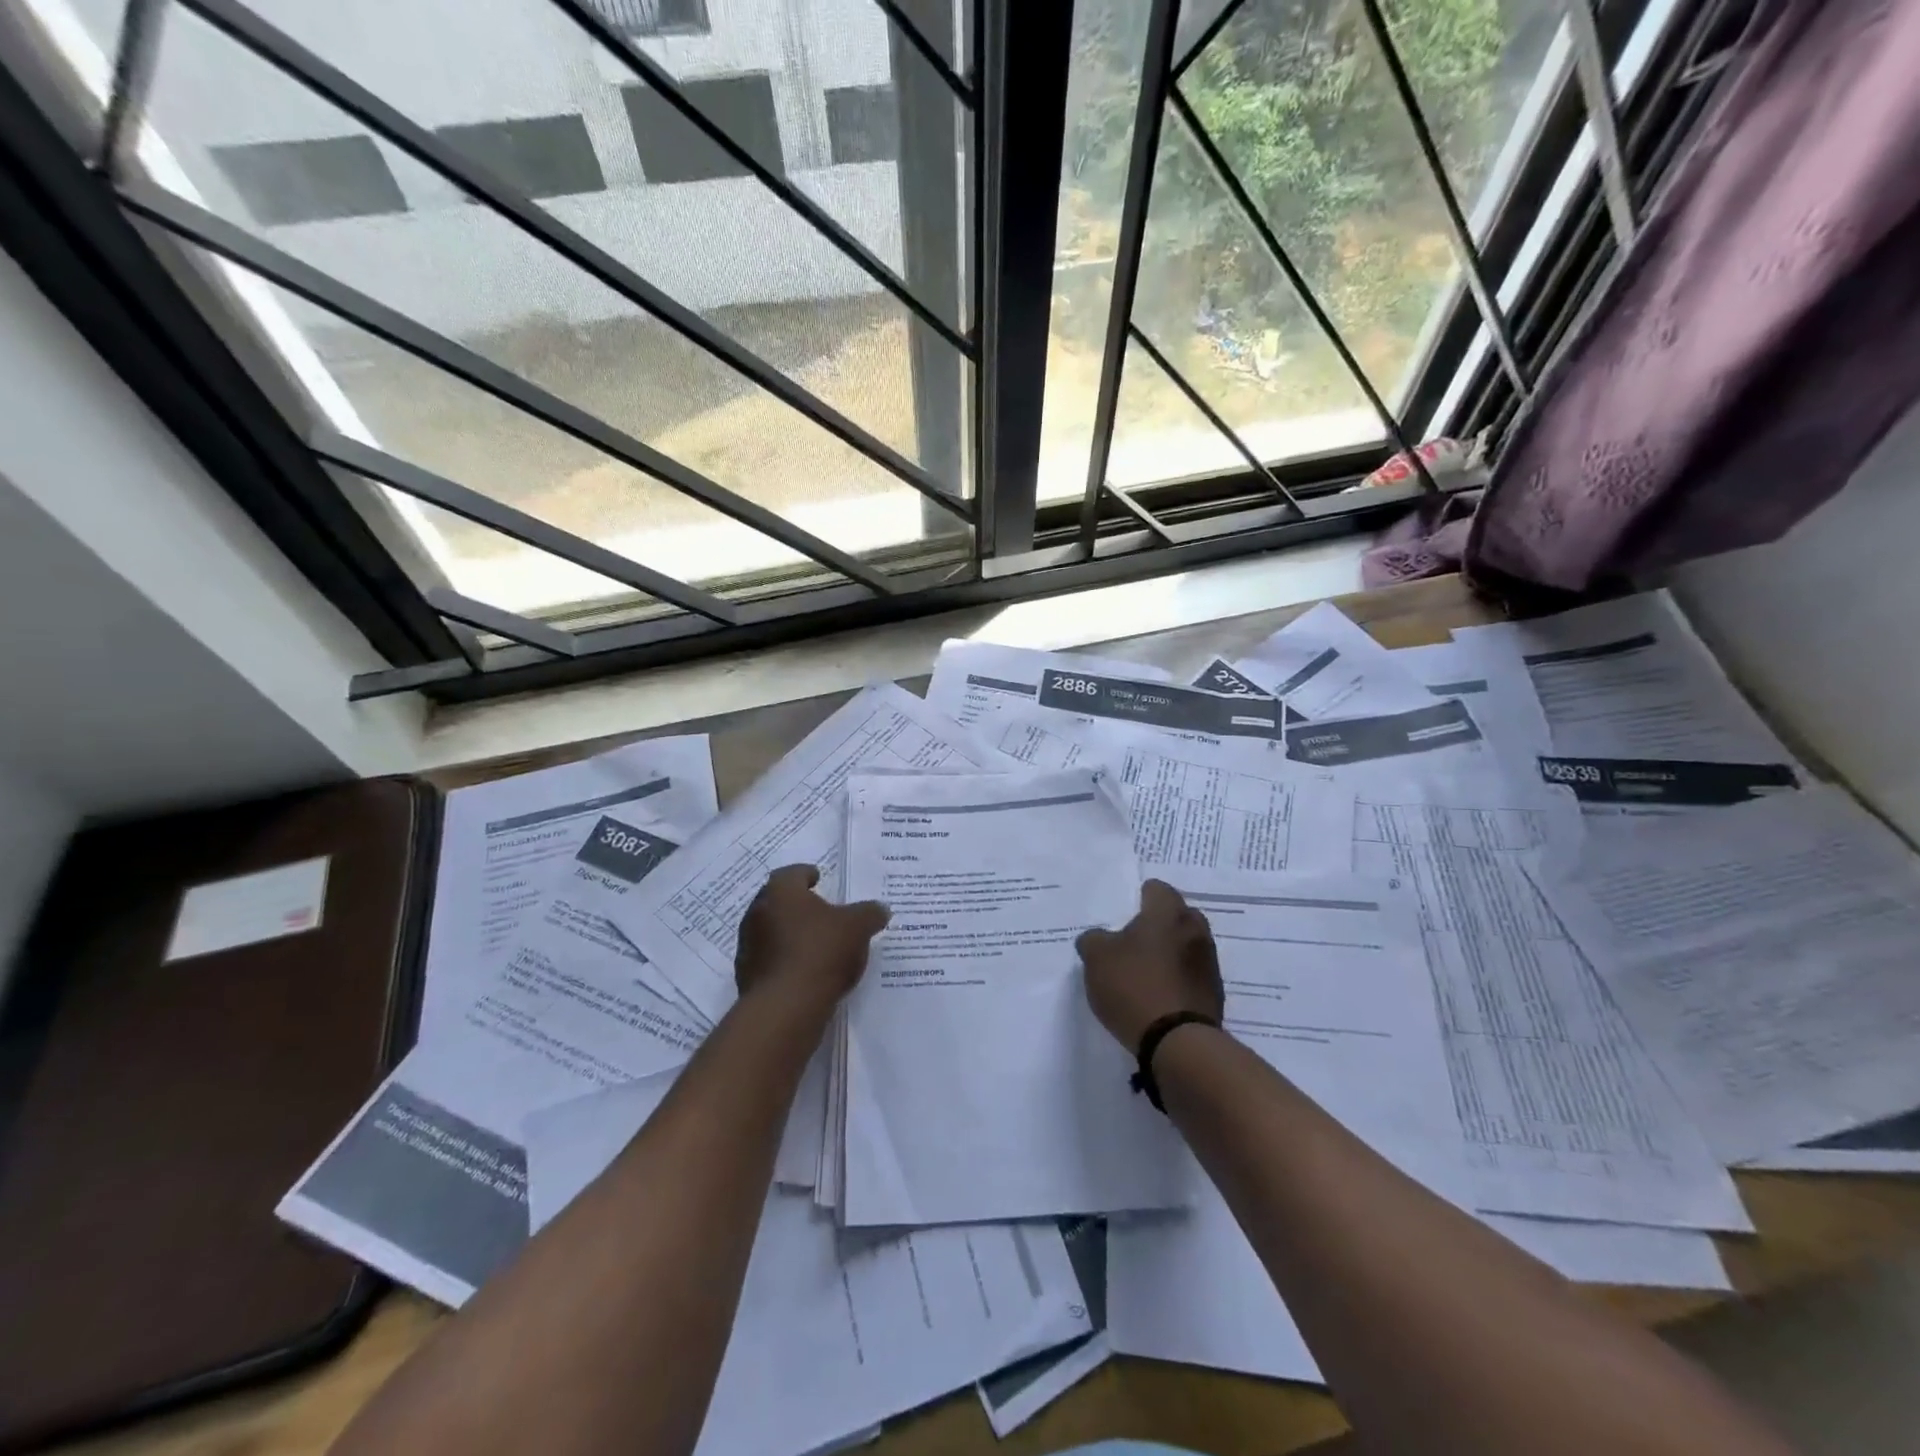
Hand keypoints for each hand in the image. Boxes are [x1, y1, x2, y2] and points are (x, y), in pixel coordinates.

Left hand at [735, 864, 890, 1011]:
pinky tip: (806, 971)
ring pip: (772, 931)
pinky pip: (770, 960)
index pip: (792, 873)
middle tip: (821, 912)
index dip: (807, 874)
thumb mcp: (858, 927)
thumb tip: (880, 909)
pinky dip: (785, 960)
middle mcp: (757, 912)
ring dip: (790, 934)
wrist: (786, 1006)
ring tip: (816, 944)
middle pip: (778, 902)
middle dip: (798, 905)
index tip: (818, 879)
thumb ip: (870, 913)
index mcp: (780, 891)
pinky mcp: (747, 975)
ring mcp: (748, 945)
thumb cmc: (821, 951)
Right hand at [1077, 879, 1223, 1051]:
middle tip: (1131, 943)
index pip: (1156, 888)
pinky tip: (1158, 996)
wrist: (1178, 1042)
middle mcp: (1195, 929)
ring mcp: (1209, 962)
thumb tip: (1098, 939)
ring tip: (1144, 974)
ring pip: (1185, 945)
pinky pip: (1191, 974)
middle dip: (1157, 925)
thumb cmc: (1134, 986)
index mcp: (1168, 912)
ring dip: (1169, 953)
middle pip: (1175, 916)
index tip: (1121, 916)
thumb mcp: (1096, 958)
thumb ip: (1094, 939)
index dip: (1136, 898)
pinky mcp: (1214, 993)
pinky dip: (1177, 979)